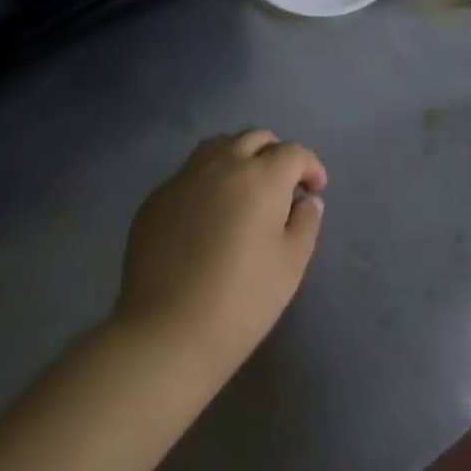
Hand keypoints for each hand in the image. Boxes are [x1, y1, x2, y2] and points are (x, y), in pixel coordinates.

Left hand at [115, 130, 326, 379]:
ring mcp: (183, 178)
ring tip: (245, 189)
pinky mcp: (155, 199)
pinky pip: (189, 172)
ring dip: (240, 157)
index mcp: (261, 178)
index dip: (310, 166)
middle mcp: (221, 165)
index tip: (314, 189)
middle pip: (254, 138)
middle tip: (283, 186)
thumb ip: (305, 223)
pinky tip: (209, 212)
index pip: (293, 152)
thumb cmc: (242, 301)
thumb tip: (305, 200)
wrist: (167, 333)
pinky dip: (208, 179)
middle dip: (276, 154)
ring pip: (218, 147)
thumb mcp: (291, 265)